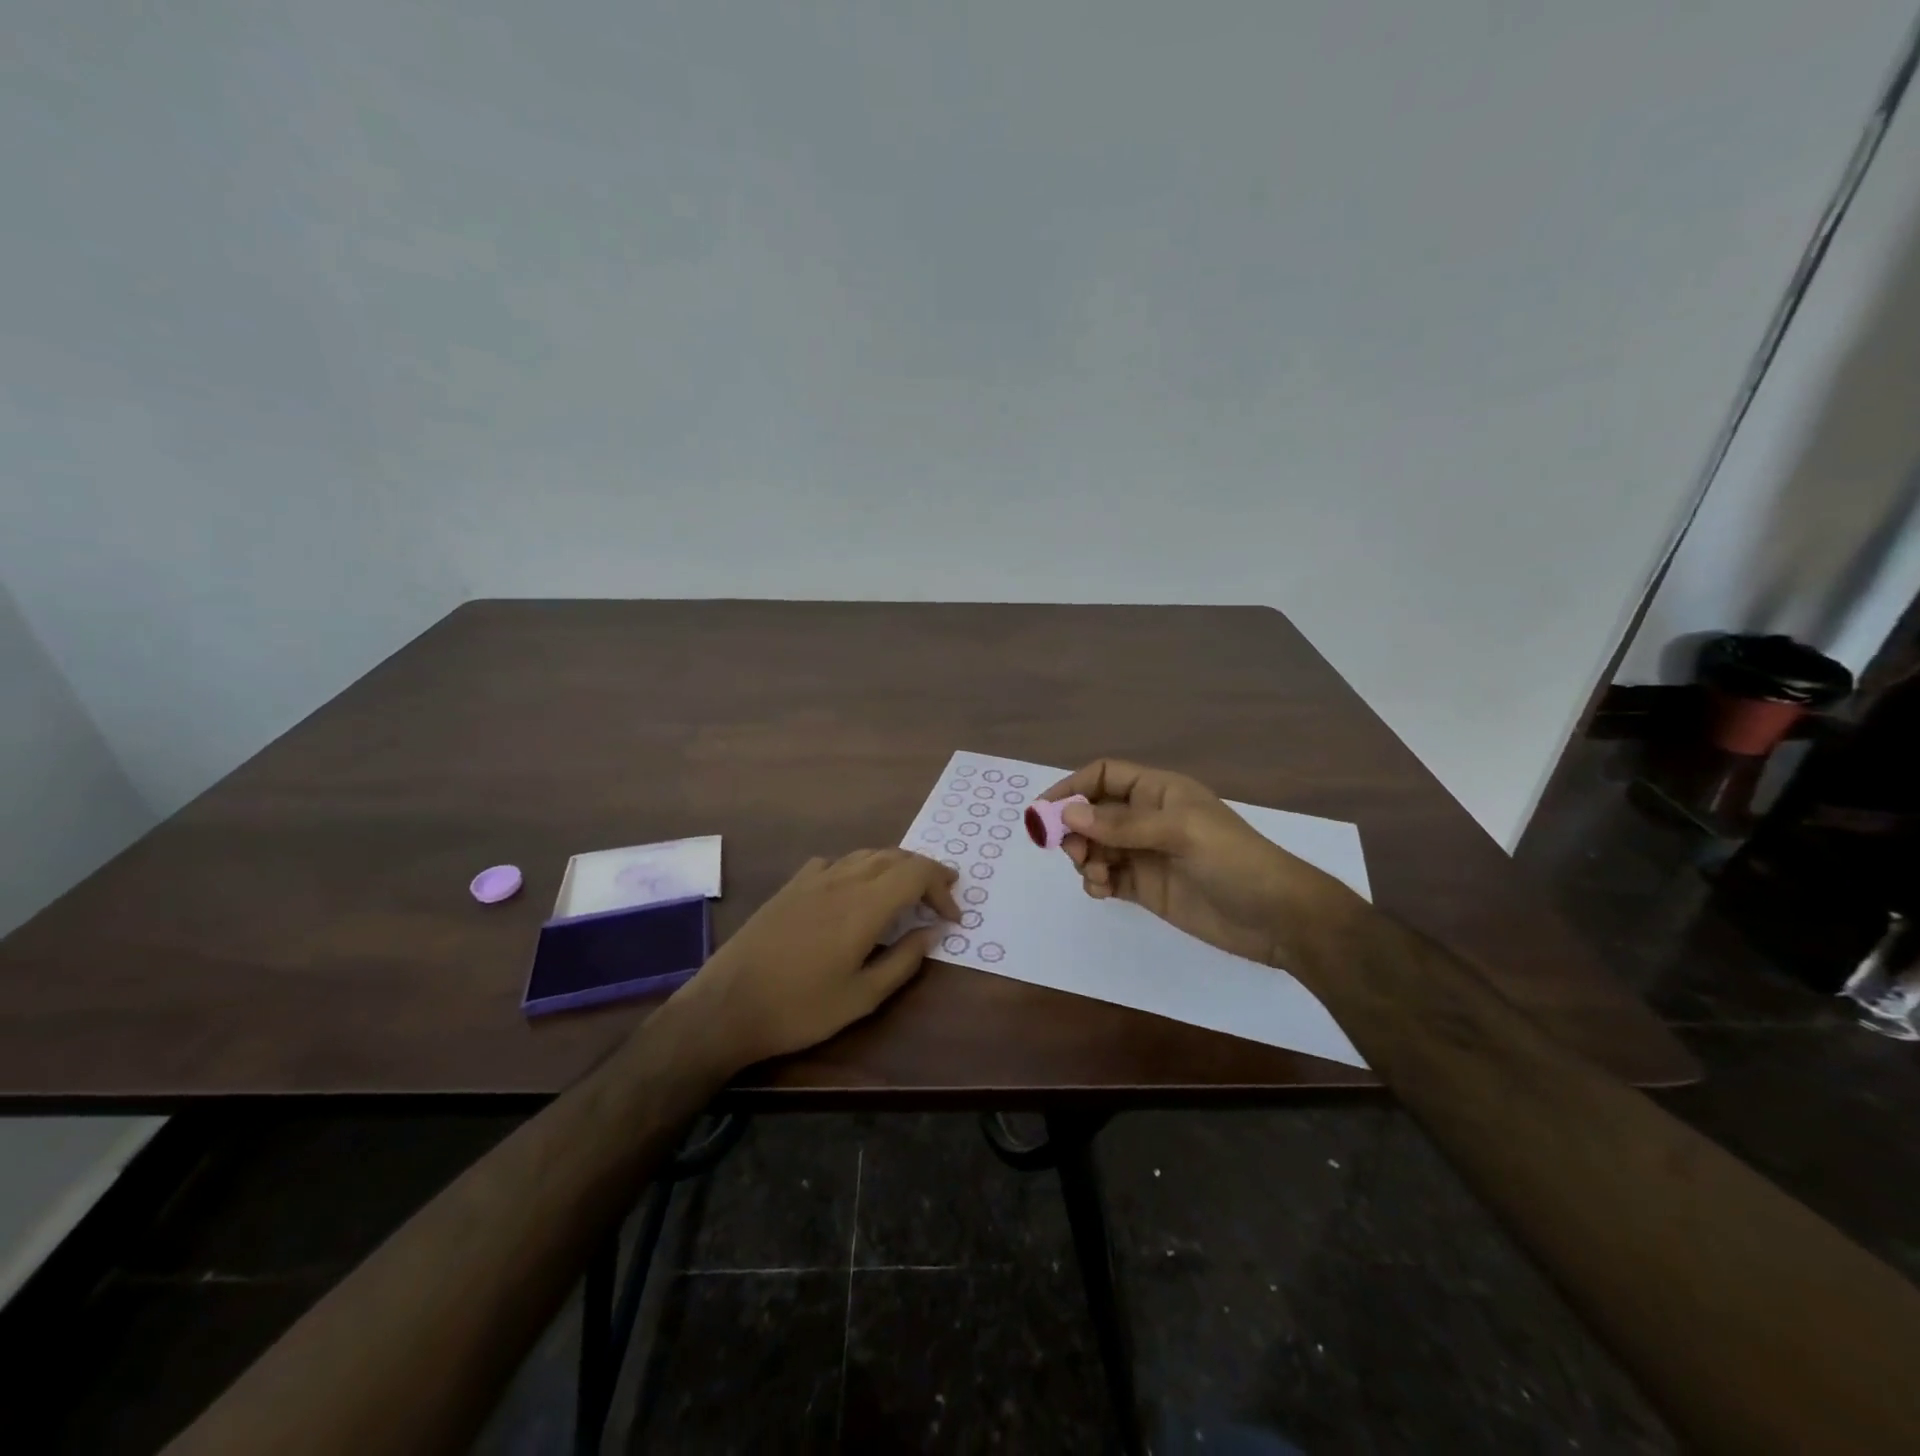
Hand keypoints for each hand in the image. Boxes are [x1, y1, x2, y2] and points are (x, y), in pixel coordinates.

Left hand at [669, 849, 960, 1069]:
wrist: (727, 1005)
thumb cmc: (799, 1009)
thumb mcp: (862, 998)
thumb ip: (903, 961)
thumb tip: (932, 932)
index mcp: (864, 906)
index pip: (916, 873)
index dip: (941, 888)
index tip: (952, 917)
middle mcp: (842, 881)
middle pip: (895, 856)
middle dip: (925, 871)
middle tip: (942, 895)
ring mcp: (813, 879)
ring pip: (866, 854)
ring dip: (895, 865)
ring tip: (908, 888)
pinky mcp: (791, 886)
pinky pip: (836, 862)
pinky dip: (859, 867)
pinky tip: (856, 888)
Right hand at [1042, 759, 1355, 965]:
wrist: (1278, 919)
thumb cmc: (1234, 861)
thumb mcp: (1180, 833)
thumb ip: (1122, 825)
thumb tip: (1067, 815)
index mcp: (1159, 792)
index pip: (1104, 776)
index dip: (1072, 787)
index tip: (1044, 811)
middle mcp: (1148, 819)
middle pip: (1093, 813)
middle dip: (1075, 830)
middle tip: (1074, 854)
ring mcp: (1146, 854)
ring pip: (1096, 847)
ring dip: (1085, 859)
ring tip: (1097, 877)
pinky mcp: (1147, 888)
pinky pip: (1107, 878)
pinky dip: (1096, 882)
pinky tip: (1103, 891)